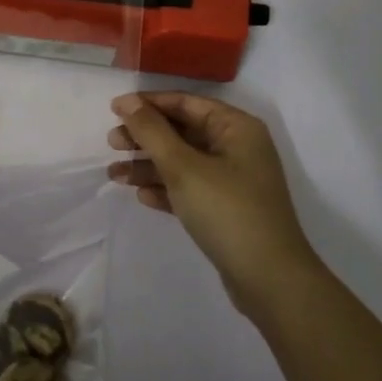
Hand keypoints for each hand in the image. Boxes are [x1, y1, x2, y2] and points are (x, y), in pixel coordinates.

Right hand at [108, 92, 321, 315]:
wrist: (269, 279)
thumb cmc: (227, 210)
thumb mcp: (183, 166)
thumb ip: (151, 131)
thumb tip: (126, 101)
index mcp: (236, 127)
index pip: (186, 103)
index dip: (148, 104)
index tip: (113, 110)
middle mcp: (237, 147)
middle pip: (183, 131)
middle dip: (145, 137)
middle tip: (112, 144)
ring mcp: (233, 180)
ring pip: (183, 162)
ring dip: (149, 166)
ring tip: (114, 175)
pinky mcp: (227, 209)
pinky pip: (190, 189)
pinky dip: (166, 189)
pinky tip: (142, 196)